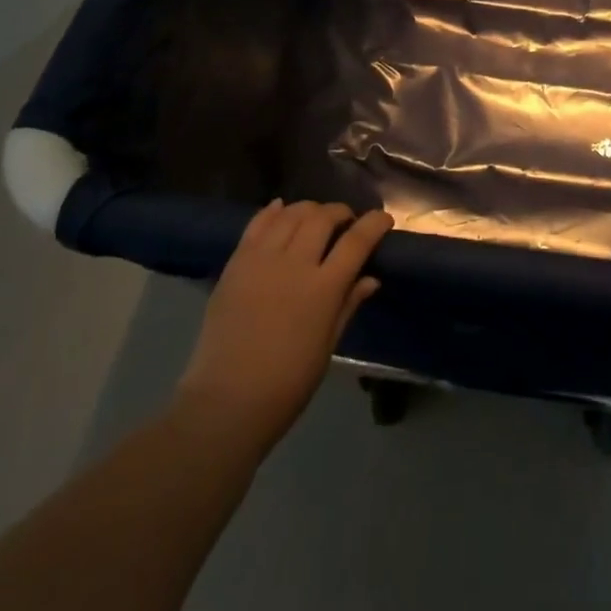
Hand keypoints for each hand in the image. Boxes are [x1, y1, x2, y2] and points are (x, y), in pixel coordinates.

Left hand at [176, 200, 392, 458]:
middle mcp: (293, 264)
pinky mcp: (235, 264)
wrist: (226, 402)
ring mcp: (261, 260)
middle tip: (346, 222)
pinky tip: (281, 209)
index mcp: (323, 289)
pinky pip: (256, 224)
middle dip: (340, 212)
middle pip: (322, 217)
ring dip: (309, 209)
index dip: (374, 224)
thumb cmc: (287, 383)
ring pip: (291, 213)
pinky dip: (273, 211)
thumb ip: (348, 304)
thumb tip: (371, 278)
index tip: (384, 219)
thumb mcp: (328, 346)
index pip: (356, 241)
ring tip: (315, 218)